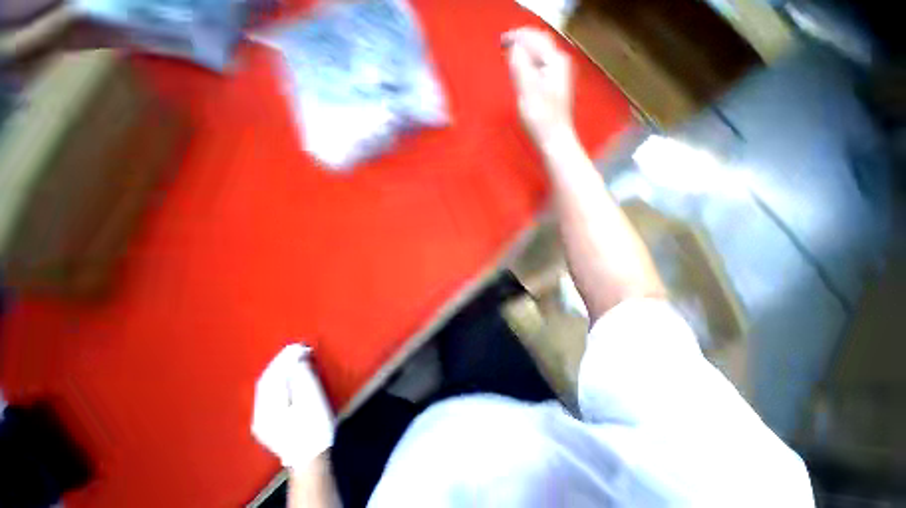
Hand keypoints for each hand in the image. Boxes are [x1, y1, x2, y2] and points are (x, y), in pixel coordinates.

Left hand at [252, 344, 334, 469]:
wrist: (311, 458)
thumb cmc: (314, 428)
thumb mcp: (312, 400)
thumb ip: (303, 377)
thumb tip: (298, 358)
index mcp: (268, 409)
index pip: (273, 375)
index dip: (285, 358)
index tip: (299, 345)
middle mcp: (259, 414)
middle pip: (266, 381)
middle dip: (281, 361)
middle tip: (297, 347)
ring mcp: (262, 420)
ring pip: (267, 387)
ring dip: (279, 369)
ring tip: (294, 356)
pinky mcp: (268, 423)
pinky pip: (270, 394)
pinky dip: (279, 380)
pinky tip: (288, 374)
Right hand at [503, 27, 574, 151]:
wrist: (554, 140)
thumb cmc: (540, 119)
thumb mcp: (527, 92)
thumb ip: (520, 66)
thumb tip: (514, 47)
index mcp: (554, 61)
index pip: (534, 38)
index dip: (517, 37)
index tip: (501, 41)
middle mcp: (560, 63)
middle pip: (540, 42)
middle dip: (522, 40)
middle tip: (504, 44)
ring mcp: (559, 74)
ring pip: (541, 53)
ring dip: (526, 50)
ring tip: (511, 53)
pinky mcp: (555, 86)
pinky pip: (541, 64)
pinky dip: (530, 61)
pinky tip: (523, 68)